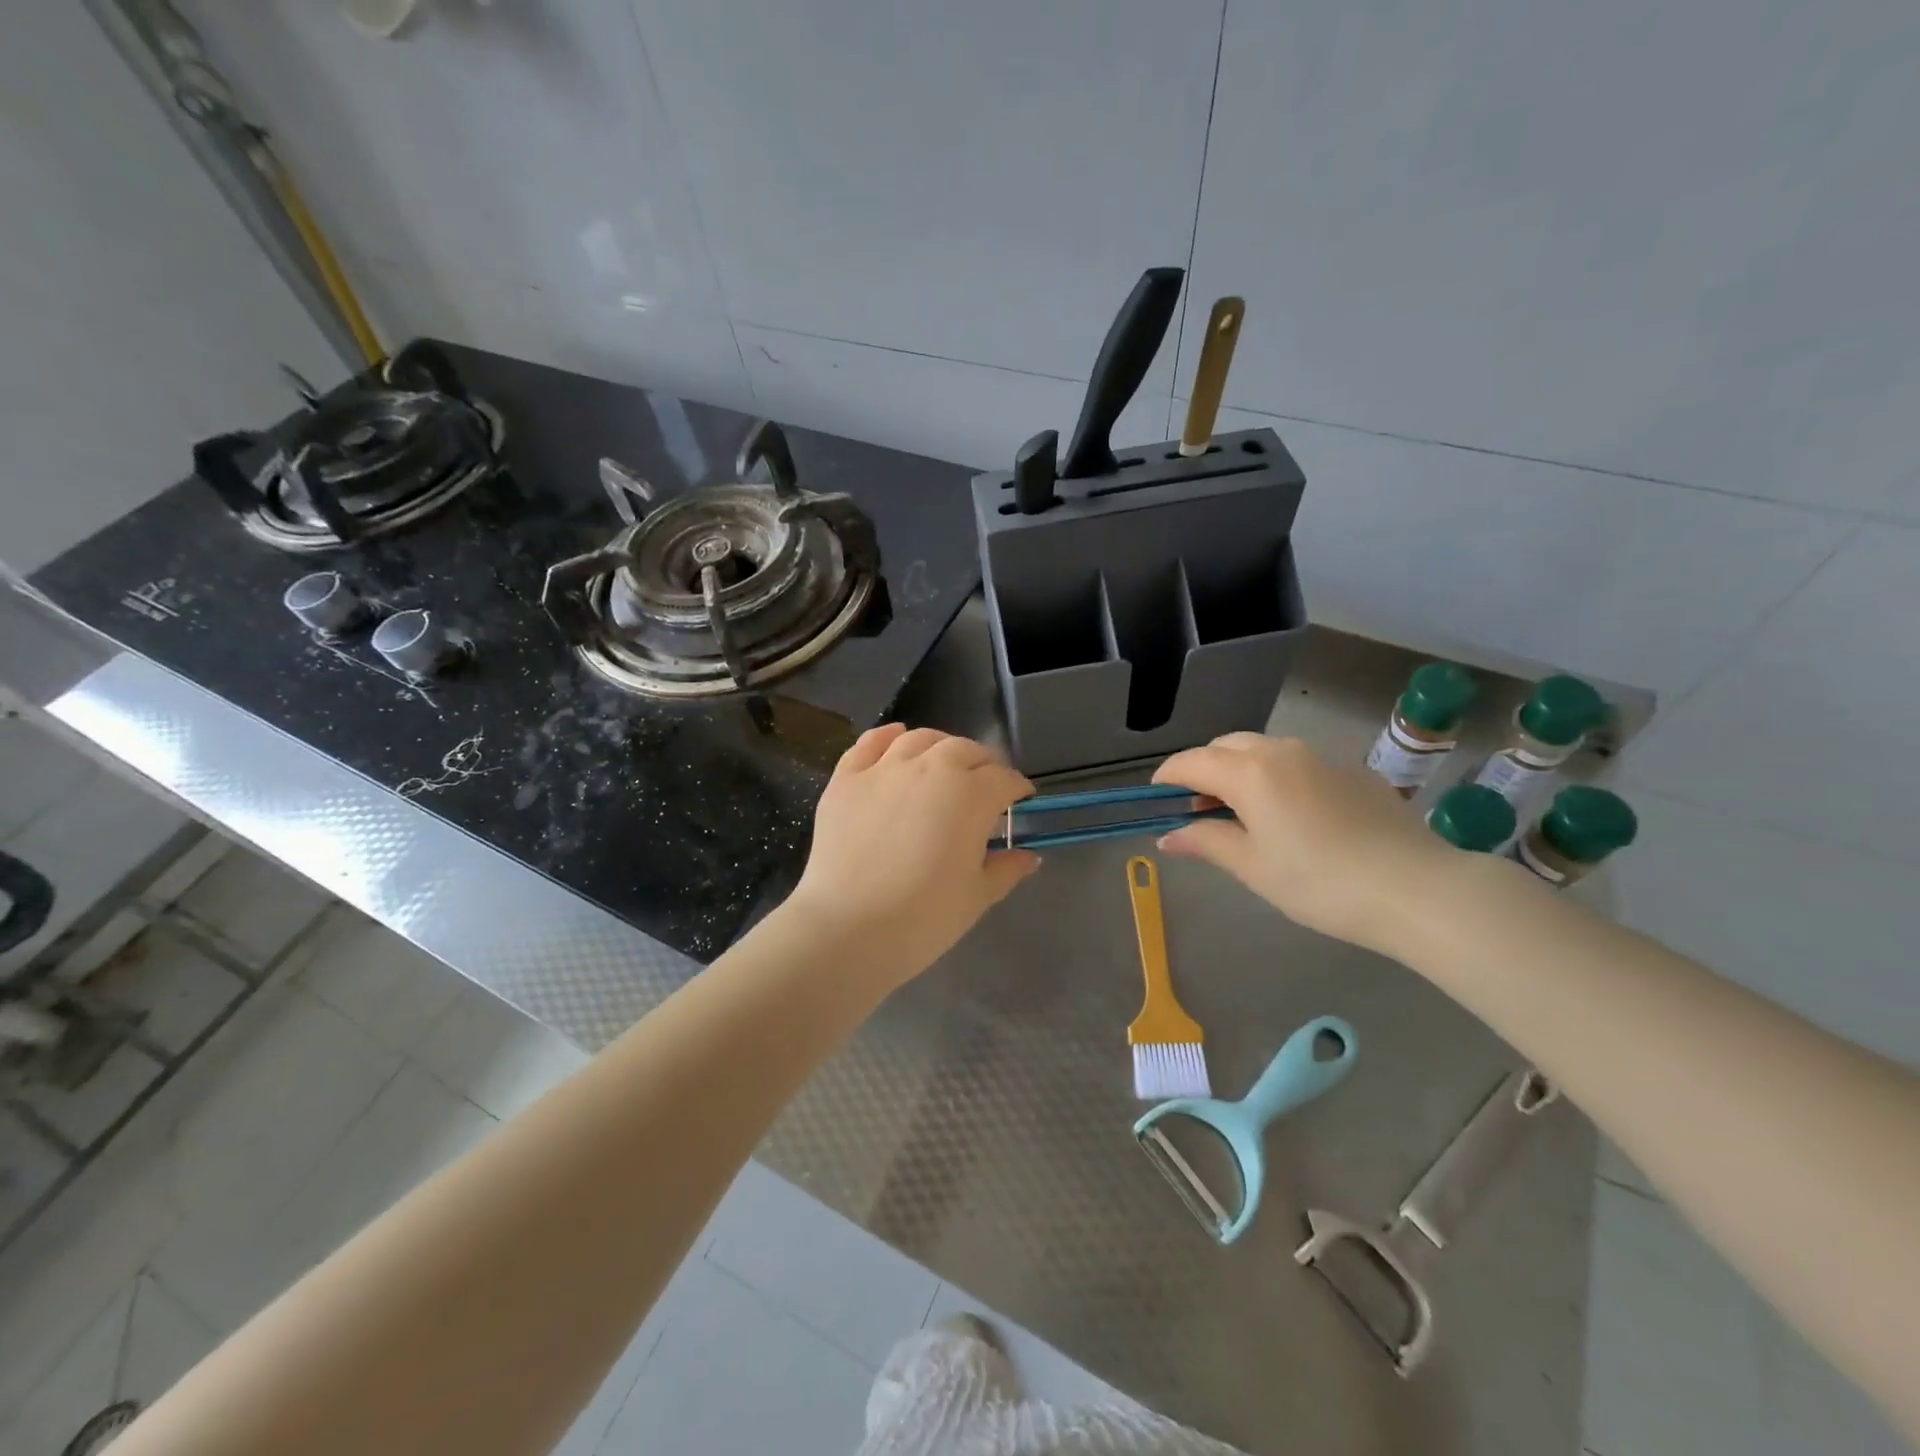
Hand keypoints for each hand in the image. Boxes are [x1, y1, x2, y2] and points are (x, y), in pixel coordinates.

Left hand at [786, 725, 1038, 986]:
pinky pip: (870, 742)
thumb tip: (1028, 856)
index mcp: (970, 795)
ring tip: (943, 765)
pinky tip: (896, 739)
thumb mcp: (976, 897)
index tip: (1020, 802)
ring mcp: (884, 769)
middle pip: (965, 750)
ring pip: (921, 739)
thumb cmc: (923, 918)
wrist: (848, 929)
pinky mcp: (846, 778)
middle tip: (983, 789)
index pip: (1004, 779)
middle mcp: (930, 767)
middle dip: (983, 765)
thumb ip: (1006, 869)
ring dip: (940, 747)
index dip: (1017, 790)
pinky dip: (888, 736)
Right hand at [1153, 733, 1459, 955]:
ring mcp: (1322, 757)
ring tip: (1242, 812)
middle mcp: (1282, 751)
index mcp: (1250, 772)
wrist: (1417, 889)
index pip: (1192, 762)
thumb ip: (1206, 843)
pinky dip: (1277, 778)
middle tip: (1198, 808)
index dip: (1168, 777)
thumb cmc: (1320, 883)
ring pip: (1264, 750)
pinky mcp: (1353, 772)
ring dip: (1240, 771)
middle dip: (1204, 769)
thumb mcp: (1253, 868)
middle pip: (1226, 746)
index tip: (1157, 798)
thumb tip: (1168, 836)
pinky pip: (1299, 763)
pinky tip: (1292, 817)